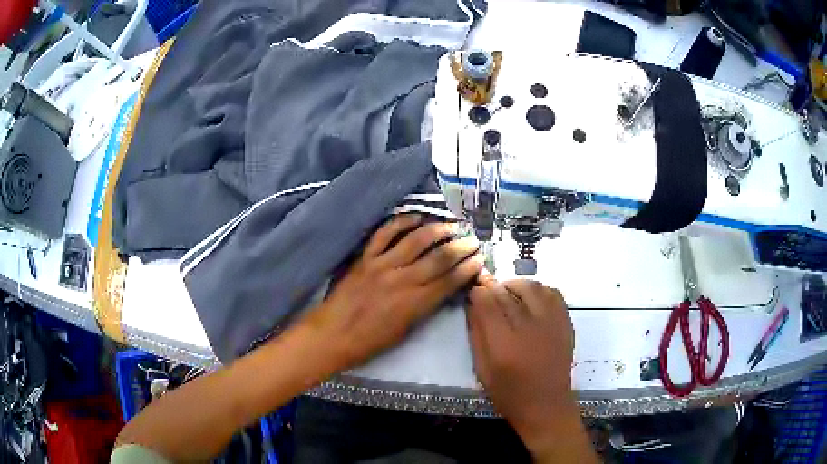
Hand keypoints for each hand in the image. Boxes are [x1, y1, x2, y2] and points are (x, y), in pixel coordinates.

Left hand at [300, 214, 484, 371]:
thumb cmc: (369, 342)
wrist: (332, 335)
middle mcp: (403, 280)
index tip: (479, 259)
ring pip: (417, 240)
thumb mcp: (405, 331)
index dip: (468, 268)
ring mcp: (382, 265)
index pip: (450, 280)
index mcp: (415, 304)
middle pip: (440, 257)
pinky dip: (401, 222)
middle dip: (461, 246)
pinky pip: (385, 233)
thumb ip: (425, 308)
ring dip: (438, 230)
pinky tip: (416, 217)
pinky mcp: (365, 258)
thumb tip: (442, 290)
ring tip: (452, 225)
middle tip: (472, 240)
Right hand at [467, 279, 591, 460]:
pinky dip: (538, 290)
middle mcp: (529, 328)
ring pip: (531, 287)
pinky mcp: (565, 323)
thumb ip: (477, 335)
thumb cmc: (509, 394)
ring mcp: (551, 323)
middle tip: (488, 295)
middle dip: (493, 289)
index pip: (487, 302)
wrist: (546, 405)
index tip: (473, 295)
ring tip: (508, 294)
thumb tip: (473, 305)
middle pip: (507, 292)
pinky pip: (552, 293)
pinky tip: (530, 299)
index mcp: (504, 344)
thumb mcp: (482, 370)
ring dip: (515, 286)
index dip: (477, 293)